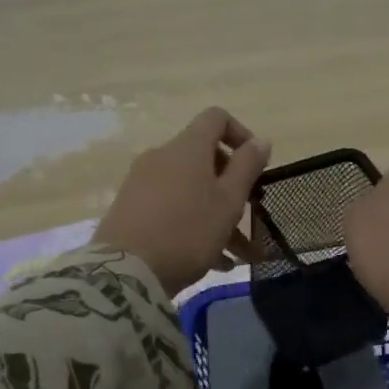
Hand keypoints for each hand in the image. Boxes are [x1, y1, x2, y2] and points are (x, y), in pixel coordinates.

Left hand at [94, 108, 271, 294]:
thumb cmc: (188, 232)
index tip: (256, 165)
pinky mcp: (131, 208)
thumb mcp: (228, 201)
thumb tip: (261, 141)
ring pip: (191, 191)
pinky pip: (172, 209)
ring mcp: (142, 183)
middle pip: (204, 160)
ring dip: (219, 218)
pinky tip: (214, 262)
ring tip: (239, 256)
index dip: (241, 134)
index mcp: (187, 148)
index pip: (216, 118)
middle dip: (232, 189)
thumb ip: (247, 167)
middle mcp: (162, 157)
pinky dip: (195, 227)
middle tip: (249, 217)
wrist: (127, 270)